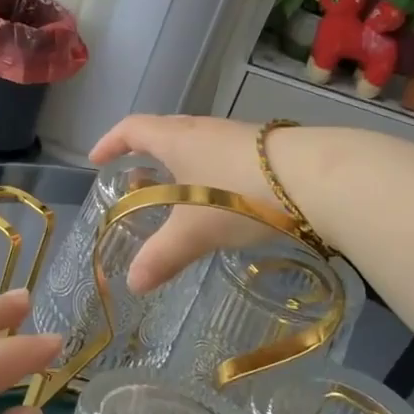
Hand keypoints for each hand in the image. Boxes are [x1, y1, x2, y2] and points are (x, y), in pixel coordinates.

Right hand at [90, 115, 280, 292]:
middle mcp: (203, 130)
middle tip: (135, 183)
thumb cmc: (240, 196)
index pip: (131, 129)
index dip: (110, 143)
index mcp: (176, 139)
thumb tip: (133, 284)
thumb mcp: (194, 232)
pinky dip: (208, 175)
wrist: (317, 178)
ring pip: (196, 146)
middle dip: (144, 156)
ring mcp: (237, 137)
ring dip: (179, 167)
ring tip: (176, 197)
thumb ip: (162, 256)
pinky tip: (220, 201)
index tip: (96, 160)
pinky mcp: (265, 151)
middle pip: (163, 133)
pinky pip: (222, 157)